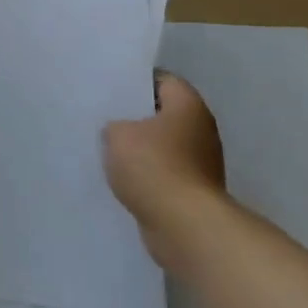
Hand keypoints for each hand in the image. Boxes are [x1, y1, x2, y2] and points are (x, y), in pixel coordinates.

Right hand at [103, 72, 225, 233]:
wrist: (186, 227)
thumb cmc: (154, 167)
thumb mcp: (117, 134)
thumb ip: (114, 126)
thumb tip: (120, 132)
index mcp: (188, 105)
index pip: (162, 80)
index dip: (135, 82)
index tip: (111, 89)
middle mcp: (202, 129)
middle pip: (164, 114)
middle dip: (136, 118)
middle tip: (105, 118)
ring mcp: (202, 163)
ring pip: (164, 146)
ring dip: (142, 150)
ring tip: (109, 151)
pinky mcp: (195, 192)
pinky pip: (166, 174)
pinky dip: (148, 176)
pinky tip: (123, 179)